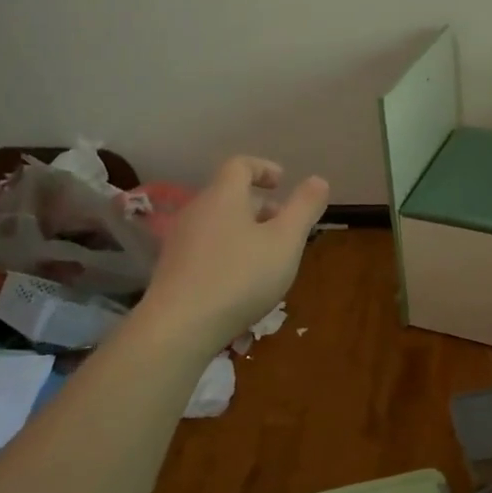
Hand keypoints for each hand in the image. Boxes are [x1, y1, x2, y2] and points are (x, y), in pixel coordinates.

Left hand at [138, 157, 328, 347]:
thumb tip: (318, 180)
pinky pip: (207, 247)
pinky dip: (229, 251)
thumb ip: (304, 208)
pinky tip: (242, 281)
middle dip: (260, 206)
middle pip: (229, 195)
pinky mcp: (173, 269)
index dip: (263, 168)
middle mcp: (196, 211)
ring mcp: (180, 241)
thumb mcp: (286, 241)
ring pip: (218, 223)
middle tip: (285, 226)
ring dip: (245, 230)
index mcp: (223, 196)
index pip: (240, 165)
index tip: (283, 183)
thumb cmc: (240, 276)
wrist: (179, 327)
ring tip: (269, 256)